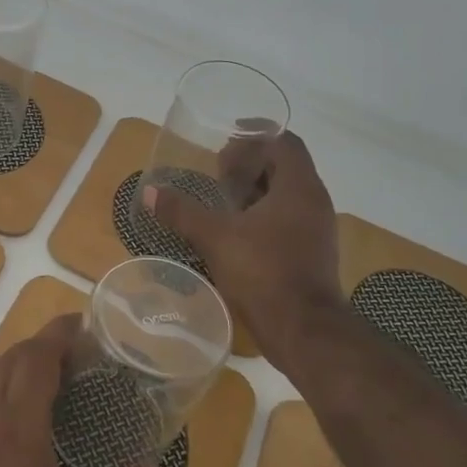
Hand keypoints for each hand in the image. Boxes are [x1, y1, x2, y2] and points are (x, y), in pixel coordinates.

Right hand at [142, 130, 344, 363]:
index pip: (285, 142)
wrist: (305, 331)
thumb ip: (183, 212)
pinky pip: (288, 219)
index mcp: (298, 187)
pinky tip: (236, 233)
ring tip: (223, 201)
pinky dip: (263, 216)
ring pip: (287, 195)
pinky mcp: (312, 254)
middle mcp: (314, 202)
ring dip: (256, 192)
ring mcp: (317, 230)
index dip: (256, 135)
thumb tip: (149, 192)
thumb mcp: (215, 238)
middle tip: (218, 172)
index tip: (226, 142)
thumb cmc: (264, 272)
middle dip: (251, 164)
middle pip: (285, 167)